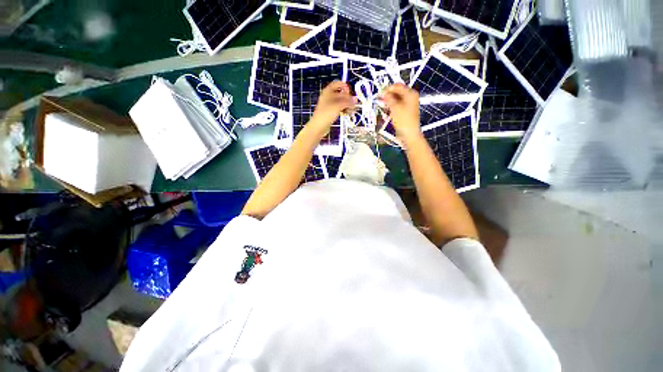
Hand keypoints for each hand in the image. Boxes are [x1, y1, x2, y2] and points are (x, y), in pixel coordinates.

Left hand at [308, 81, 355, 135]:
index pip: (337, 83)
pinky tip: (347, 113)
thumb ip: (348, 102)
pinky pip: (338, 109)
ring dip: (346, 104)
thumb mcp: (338, 105)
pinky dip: (343, 110)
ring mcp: (328, 105)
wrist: (318, 126)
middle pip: (340, 93)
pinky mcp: (330, 112)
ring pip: (340, 102)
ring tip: (352, 109)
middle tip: (353, 102)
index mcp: (328, 91)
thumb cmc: (326, 113)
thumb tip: (356, 99)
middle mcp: (328, 97)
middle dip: (347, 97)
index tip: (349, 91)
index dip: (344, 86)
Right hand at [381, 84, 421, 142]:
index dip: (388, 89)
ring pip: (395, 100)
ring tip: (381, 106)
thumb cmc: (403, 120)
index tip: (379, 94)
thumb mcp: (395, 107)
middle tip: (379, 100)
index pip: (397, 86)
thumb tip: (383, 93)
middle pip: (396, 92)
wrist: (409, 134)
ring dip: (388, 102)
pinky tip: (386, 112)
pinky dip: (390, 108)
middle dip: (387, 96)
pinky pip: (396, 106)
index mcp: (410, 93)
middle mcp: (410, 97)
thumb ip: (389, 98)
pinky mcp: (404, 112)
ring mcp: (407, 105)